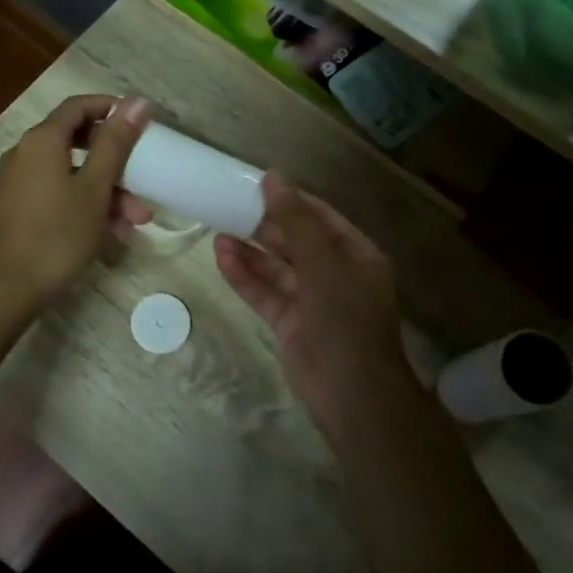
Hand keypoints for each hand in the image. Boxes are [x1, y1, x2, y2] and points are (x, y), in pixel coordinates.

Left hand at [0, 95, 151, 312]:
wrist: (9, 288)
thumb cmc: (58, 234)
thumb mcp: (95, 188)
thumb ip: (116, 142)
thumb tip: (137, 101)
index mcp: (42, 140)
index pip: (78, 106)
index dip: (111, 108)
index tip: (140, 124)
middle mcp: (25, 153)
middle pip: (77, 141)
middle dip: (115, 161)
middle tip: (142, 180)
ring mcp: (19, 181)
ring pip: (71, 173)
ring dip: (105, 191)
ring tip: (134, 221)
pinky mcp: (18, 206)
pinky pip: (58, 192)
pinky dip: (84, 203)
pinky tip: (110, 233)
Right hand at [215, 174, 421, 433]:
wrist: (352, 394)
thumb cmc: (346, 320)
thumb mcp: (323, 264)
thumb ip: (296, 222)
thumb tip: (274, 178)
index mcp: (355, 254)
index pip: (320, 217)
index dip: (289, 200)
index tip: (256, 184)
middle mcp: (334, 273)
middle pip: (295, 240)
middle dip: (264, 225)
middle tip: (228, 206)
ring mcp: (311, 300)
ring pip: (276, 267)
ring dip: (249, 250)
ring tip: (217, 230)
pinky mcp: (289, 323)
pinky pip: (264, 293)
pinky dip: (244, 277)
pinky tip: (221, 258)